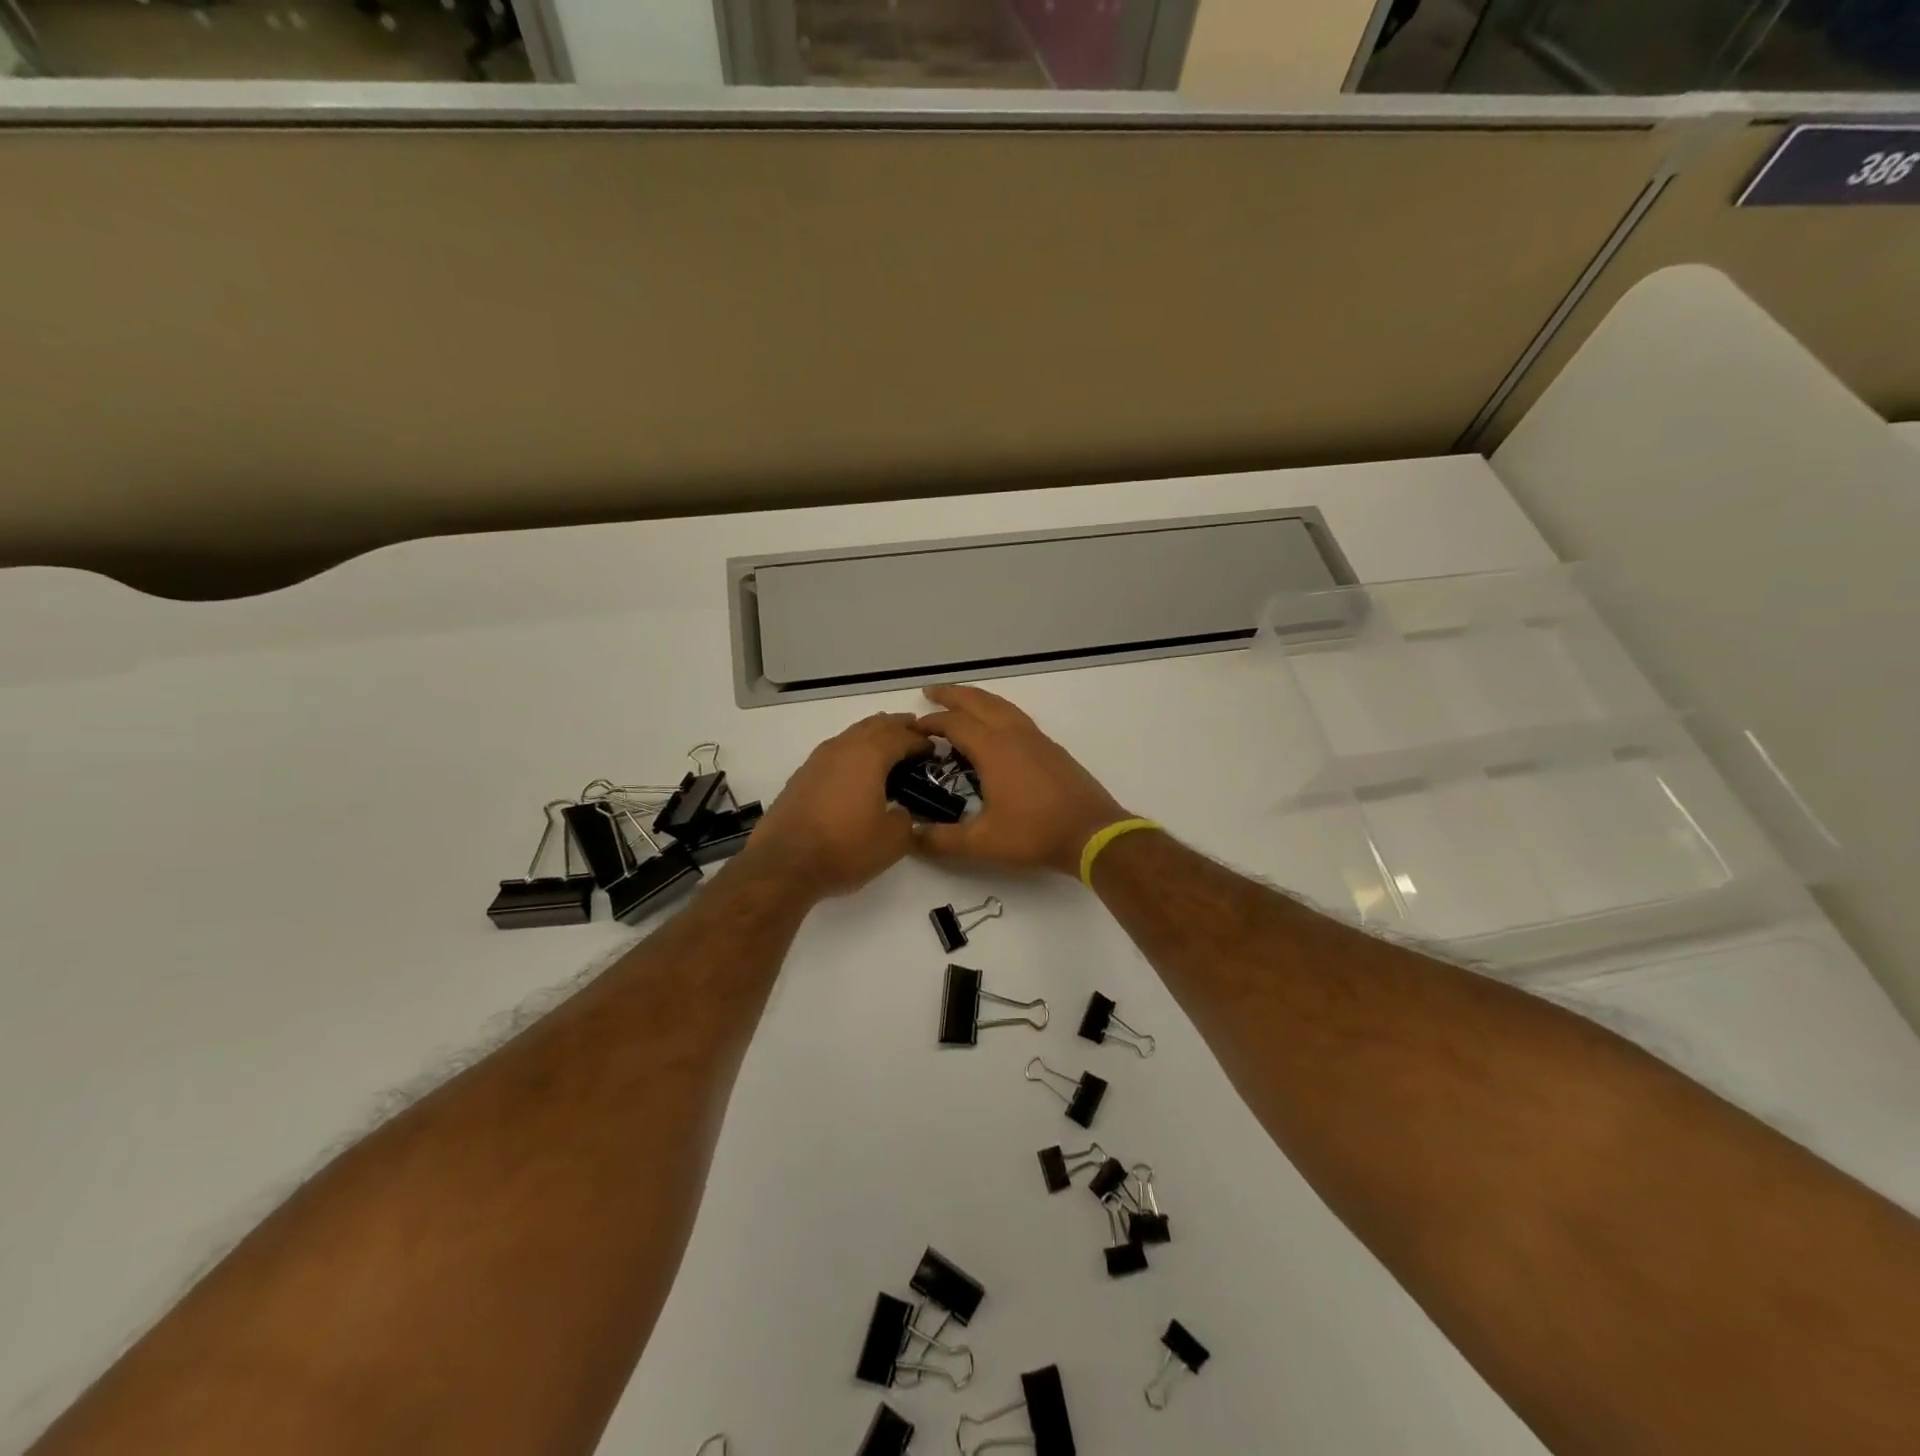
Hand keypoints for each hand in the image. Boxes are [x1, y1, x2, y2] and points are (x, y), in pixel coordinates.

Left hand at [745, 712, 931, 897]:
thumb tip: (901, 810)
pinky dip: (853, 752)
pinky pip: (835, 752)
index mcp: (869, 755)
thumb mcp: (892, 841)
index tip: (935, 750)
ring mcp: (817, 760)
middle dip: (897, 726)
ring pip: (851, 735)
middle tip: (915, 732)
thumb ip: (906, 819)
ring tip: (888, 746)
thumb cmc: (845, 848)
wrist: (784, 864)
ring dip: (873, 735)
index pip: (902, 736)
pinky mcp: (802, 777)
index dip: (921, 740)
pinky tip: (856, 769)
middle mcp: (842, 748)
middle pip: (875, 725)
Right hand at [913, 685, 1129, 876]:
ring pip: (1001, 705)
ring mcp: (1036, 738)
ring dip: (976, 698)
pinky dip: (996, 711)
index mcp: (993, 748)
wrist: (1092, 832)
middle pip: (978, 701)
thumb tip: (910, 837)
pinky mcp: (1051, 748)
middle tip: (930, 691)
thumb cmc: (1035, 833)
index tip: (912, 728)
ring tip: (960, 701)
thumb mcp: (982, 842)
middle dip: (952, 694)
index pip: (954, 723)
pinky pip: (1016, 716)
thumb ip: (942, 840)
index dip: (930, 722)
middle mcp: (1014, 734)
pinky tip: (995, 726)